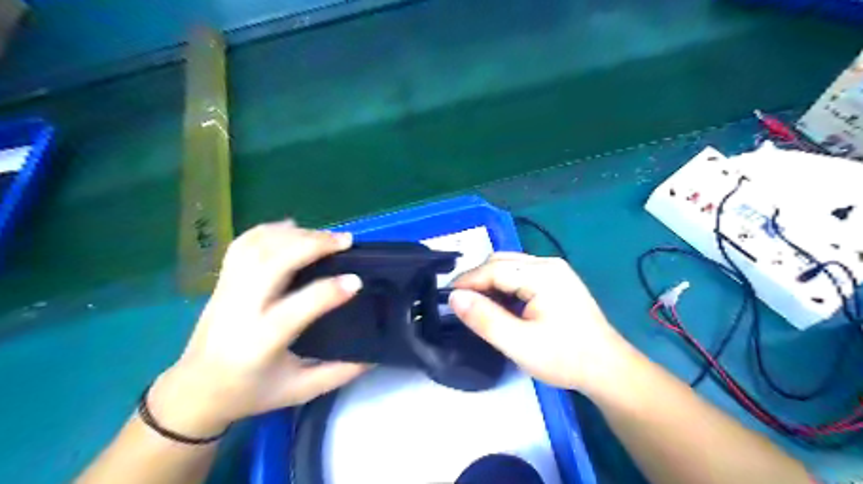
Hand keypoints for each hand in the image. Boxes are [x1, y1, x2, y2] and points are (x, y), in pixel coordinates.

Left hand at [146, 221, 367, 437]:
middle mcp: (239, 310)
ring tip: (325, 235)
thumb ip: (338, 373)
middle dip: (312, 245)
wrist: (194, 392)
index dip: (329, 292)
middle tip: (345, 241)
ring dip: (295, 235)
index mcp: (259, 343)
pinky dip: (269, 230)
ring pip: (257, 247)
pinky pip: (242, 245)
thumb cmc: (250, 393)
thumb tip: (374, 354)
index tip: (357, 281)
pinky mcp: (222, 282)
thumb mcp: (299, 391)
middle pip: (272, 263)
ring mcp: (226, 291)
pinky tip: (293, 228)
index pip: (296, 308)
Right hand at [449, 251, 630, 394]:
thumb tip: (454, 297)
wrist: (608, 369)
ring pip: (510, 267)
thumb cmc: (565, 358)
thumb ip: (485, 319)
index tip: (446, 297)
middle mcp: (548, 264)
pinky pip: (522, 275)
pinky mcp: (558, 281)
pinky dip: (505, 286)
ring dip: (490, 282)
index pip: (493, 268)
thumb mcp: (519, 344)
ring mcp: (555, 271)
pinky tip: (501, 305)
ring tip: (478, 305)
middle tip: (461, 303)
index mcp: (542, 274)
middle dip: (477, 279)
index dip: (467, 281)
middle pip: (501, 262)